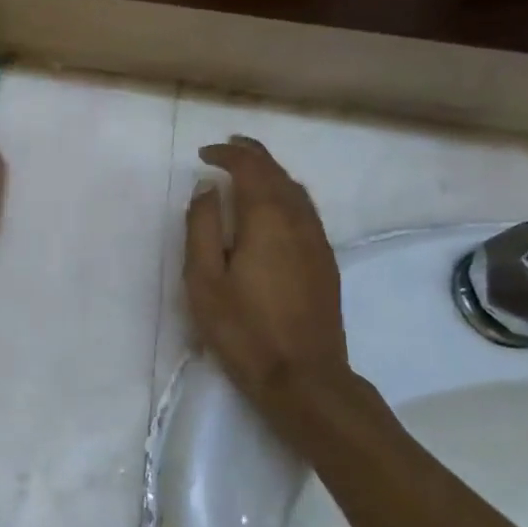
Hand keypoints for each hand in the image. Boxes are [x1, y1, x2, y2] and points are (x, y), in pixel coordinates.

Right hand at [184, 137, 347, 399]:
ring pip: (296, 191)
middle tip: (226, 150)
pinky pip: (305, 211)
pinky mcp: (325, 262)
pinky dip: (285, 195)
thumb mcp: (203, 279)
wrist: (303, 377)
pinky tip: (271, 209)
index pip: (251, 168)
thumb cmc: (243, 329)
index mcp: (267, 220)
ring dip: (271, 174)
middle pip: (278, 173)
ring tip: (247, 172)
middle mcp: (299, 221)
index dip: (228, 154)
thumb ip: (202, 227)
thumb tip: (206, 189)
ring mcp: (317, 242)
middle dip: (252, 155)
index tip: (204, 155)